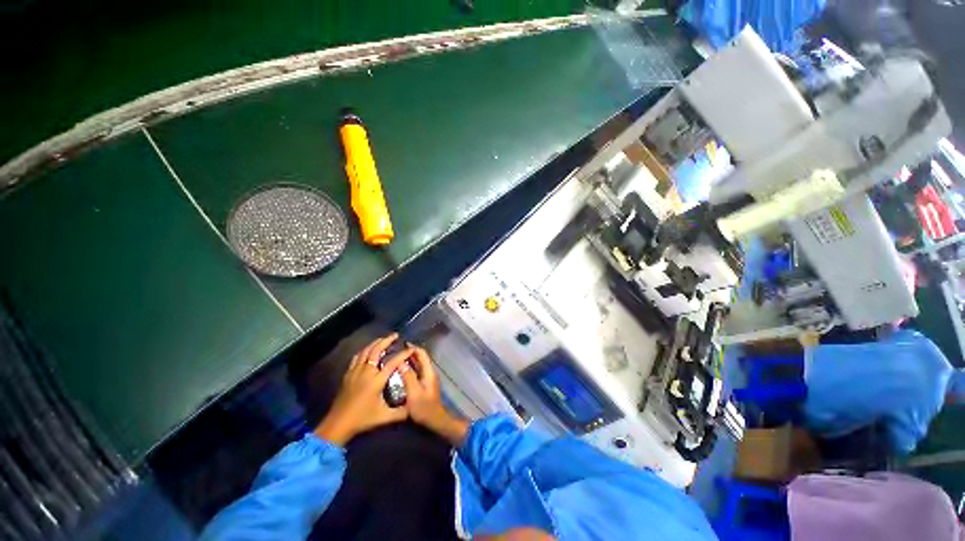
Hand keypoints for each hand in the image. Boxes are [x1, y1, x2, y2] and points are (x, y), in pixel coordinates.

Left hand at [313, 334, 412, 445]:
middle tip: (395, 335)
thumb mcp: (384, 417)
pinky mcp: (348, 374)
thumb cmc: (362, 419)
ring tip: (383, 339)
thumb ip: (401, 412)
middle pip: (376, 350)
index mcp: (376, 381)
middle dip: (386, 340)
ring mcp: (355, 372)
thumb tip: (414, 408)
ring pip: (365, 351)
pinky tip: (367, 350)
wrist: (338, 424)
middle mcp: (366, 372)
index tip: (411, 349)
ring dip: (375, 343)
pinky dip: (364, 350)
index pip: (392, 362)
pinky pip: (357, 357)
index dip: (403, 354)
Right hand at [401, 346, 468, 445]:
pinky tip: (401, 371)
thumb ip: (408, 376)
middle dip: (410, 353)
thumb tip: (400, 362)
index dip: (412, 348)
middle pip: (421, 357)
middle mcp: (430, 372)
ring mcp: (428, 378)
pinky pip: (418, 371)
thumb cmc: (424, 408)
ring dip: (410, 360)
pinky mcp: (425, 384)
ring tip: (396, 359)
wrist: (435, 421)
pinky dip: (410, 367)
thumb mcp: (413, 393)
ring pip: (419, 364)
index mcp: (429, 371)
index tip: (400, 345)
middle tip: (395, 351)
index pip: (422, 354)